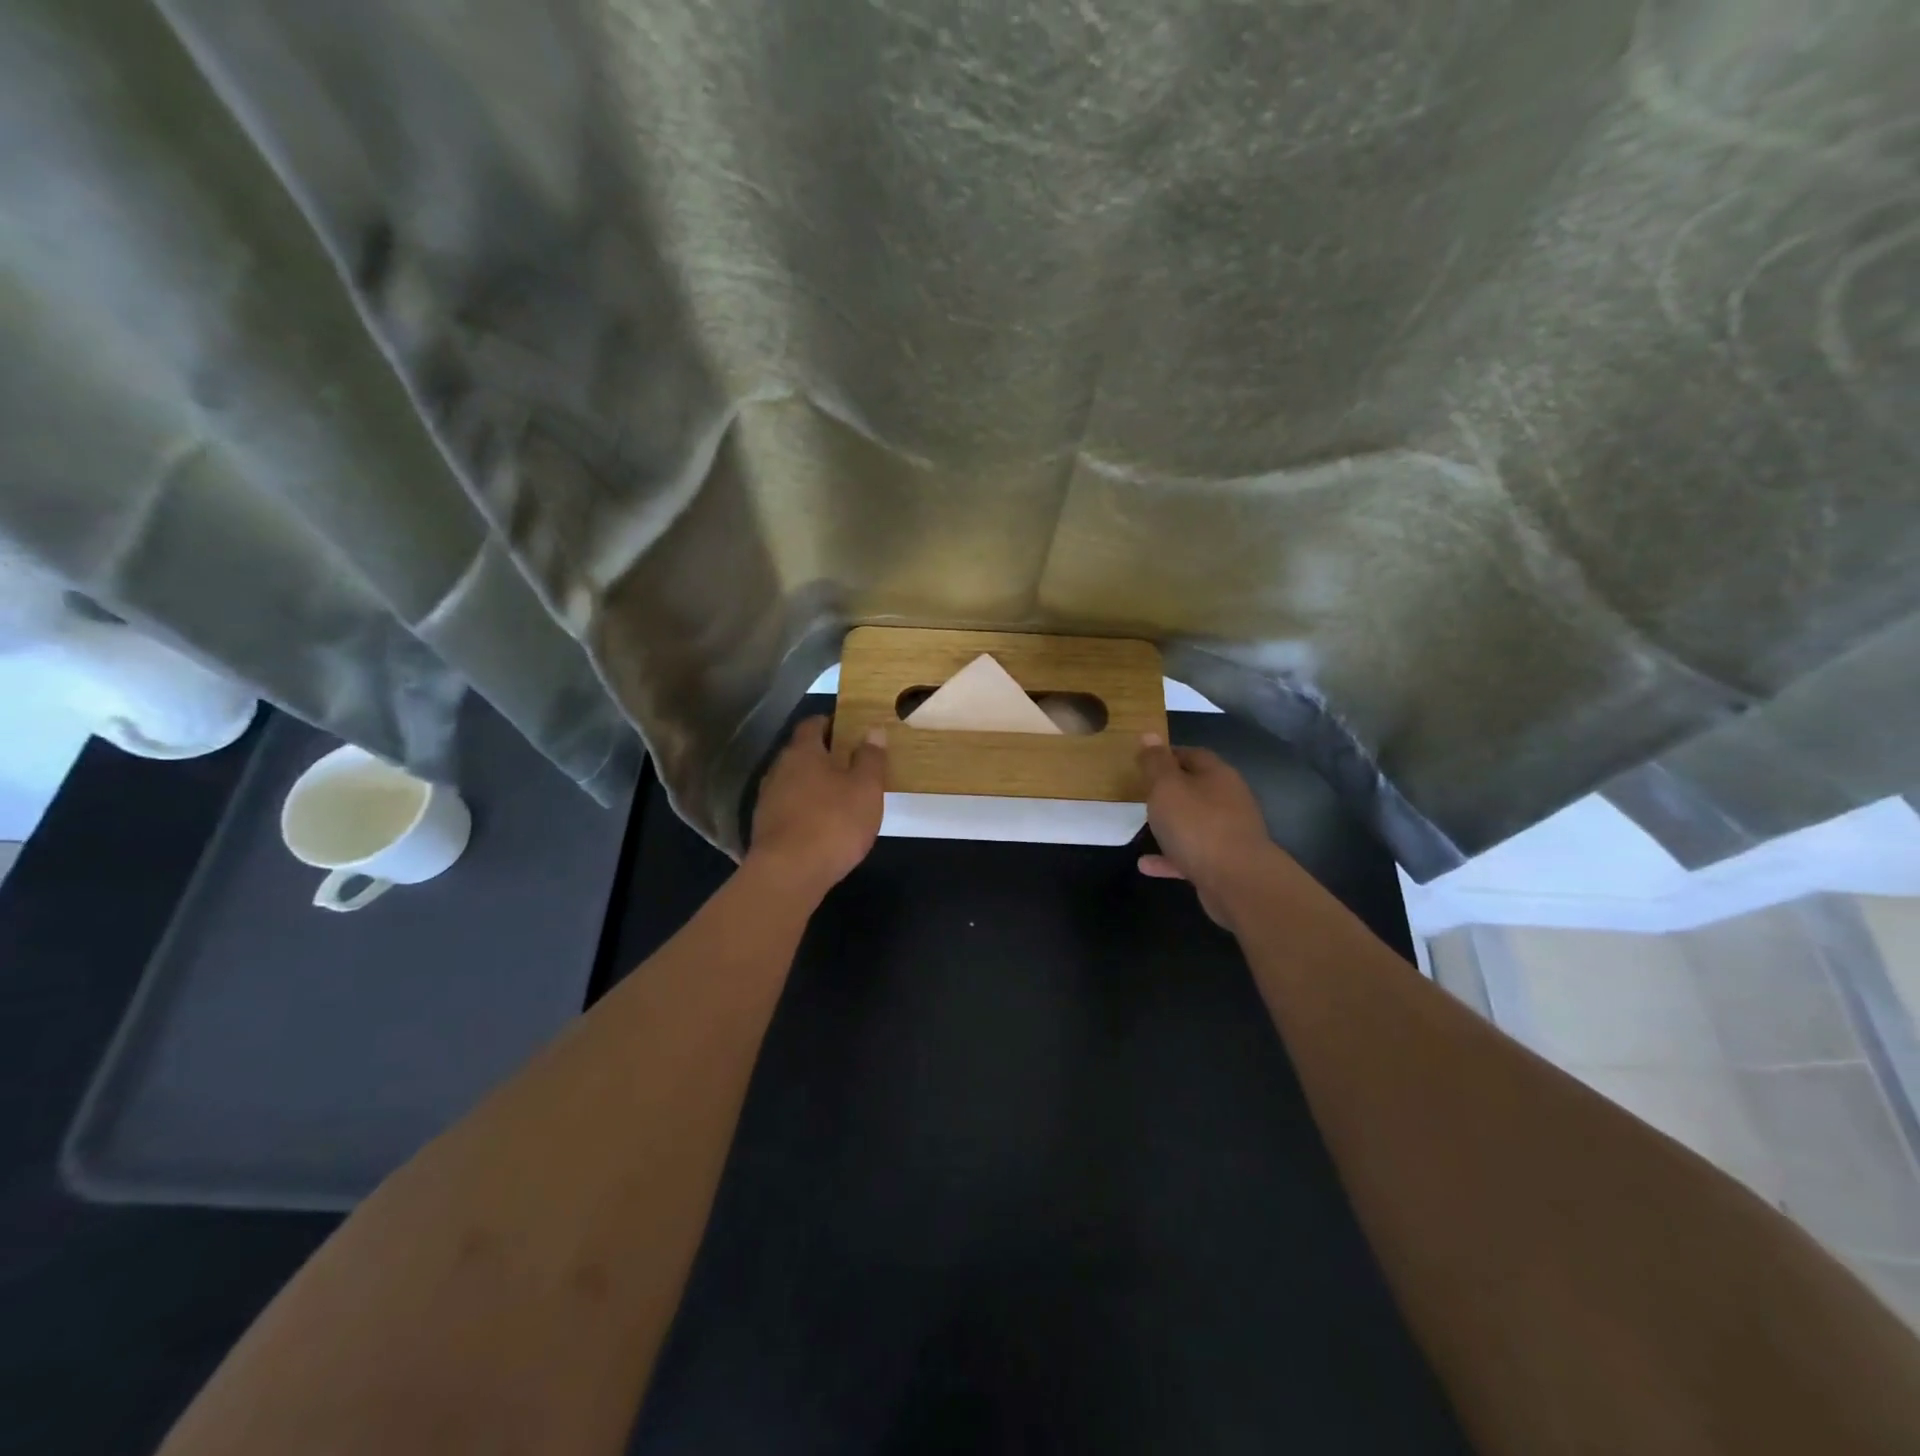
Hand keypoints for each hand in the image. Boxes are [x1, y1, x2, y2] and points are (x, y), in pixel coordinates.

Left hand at [746, 717, 886, 898]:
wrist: (788, 874)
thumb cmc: (833, 822)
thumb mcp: (865, 789)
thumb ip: (870, 758)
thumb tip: (872, 731)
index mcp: (803, 751)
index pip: (813, 723)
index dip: (832, 722)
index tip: (851, 729)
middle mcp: (779, 768)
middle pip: (802, 752)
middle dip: (825, 754)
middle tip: (853, 762)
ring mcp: (768, 798)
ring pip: (795, 780)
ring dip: (815, 783)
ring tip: (841, 794)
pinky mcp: (766, 826)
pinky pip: (790, 805)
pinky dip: (806, 807)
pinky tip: (823, 822)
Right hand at [1136, 735, 1277, 930]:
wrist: (1238, 881)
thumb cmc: (1198, 825)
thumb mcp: (1167, 787)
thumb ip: (1156, 763)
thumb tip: (1150, 734)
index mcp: (1217, 775)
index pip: (1192, 754)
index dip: (1167, 754)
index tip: (1144, 761)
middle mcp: (1228, 799)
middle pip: (1197, 787)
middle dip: (1171, 790)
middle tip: (1142, 793)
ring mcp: (1229, 833)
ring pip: (1195, 822)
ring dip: (1171, 824)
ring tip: (1144, 827)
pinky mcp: (1224, 863)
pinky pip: (1191, 854)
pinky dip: (1170, 857)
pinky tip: (1146, 865)